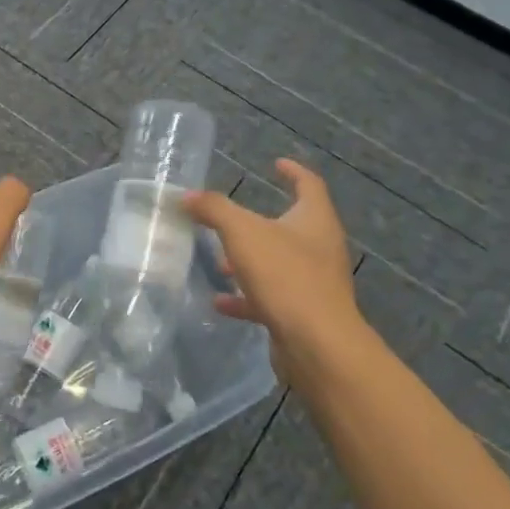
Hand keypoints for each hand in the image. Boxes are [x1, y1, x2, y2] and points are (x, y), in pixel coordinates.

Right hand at [184, 158, 365, 367]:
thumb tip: (188, 196)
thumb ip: (214, 209)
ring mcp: (314, 283)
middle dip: (256, 223)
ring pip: (278, 263)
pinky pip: (271, 297)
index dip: (292, 171)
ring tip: (218, 262)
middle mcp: (320, 248)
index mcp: (315, 220)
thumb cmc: (285, 276)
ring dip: (248, 261)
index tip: (275, 164)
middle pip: (291, 226)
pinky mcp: (303, 313)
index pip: (309, 185)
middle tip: (228, 220)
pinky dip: (245, 297)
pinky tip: (220, 302)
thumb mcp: (242, 233)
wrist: (317, 344)